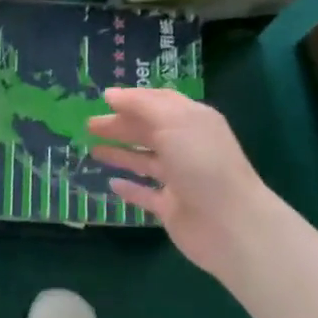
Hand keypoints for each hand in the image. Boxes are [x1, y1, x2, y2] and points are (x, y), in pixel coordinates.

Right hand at [88, 87, 271, 278]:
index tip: (104, 98)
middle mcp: (187, 147)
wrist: (229, 223)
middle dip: (120, 126)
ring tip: (92, 150)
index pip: (160, 103)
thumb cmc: (201, 163)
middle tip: (88, 125)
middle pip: (149, 131)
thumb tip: (111, 94)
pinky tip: (111, 183)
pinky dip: (130, 188)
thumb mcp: (173, 122)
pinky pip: (146, 194)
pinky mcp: (171, 207)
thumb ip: (141, 105)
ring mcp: (179, 179)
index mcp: (193, 122)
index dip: (133, 99)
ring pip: (145, 161)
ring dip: (120, 153)